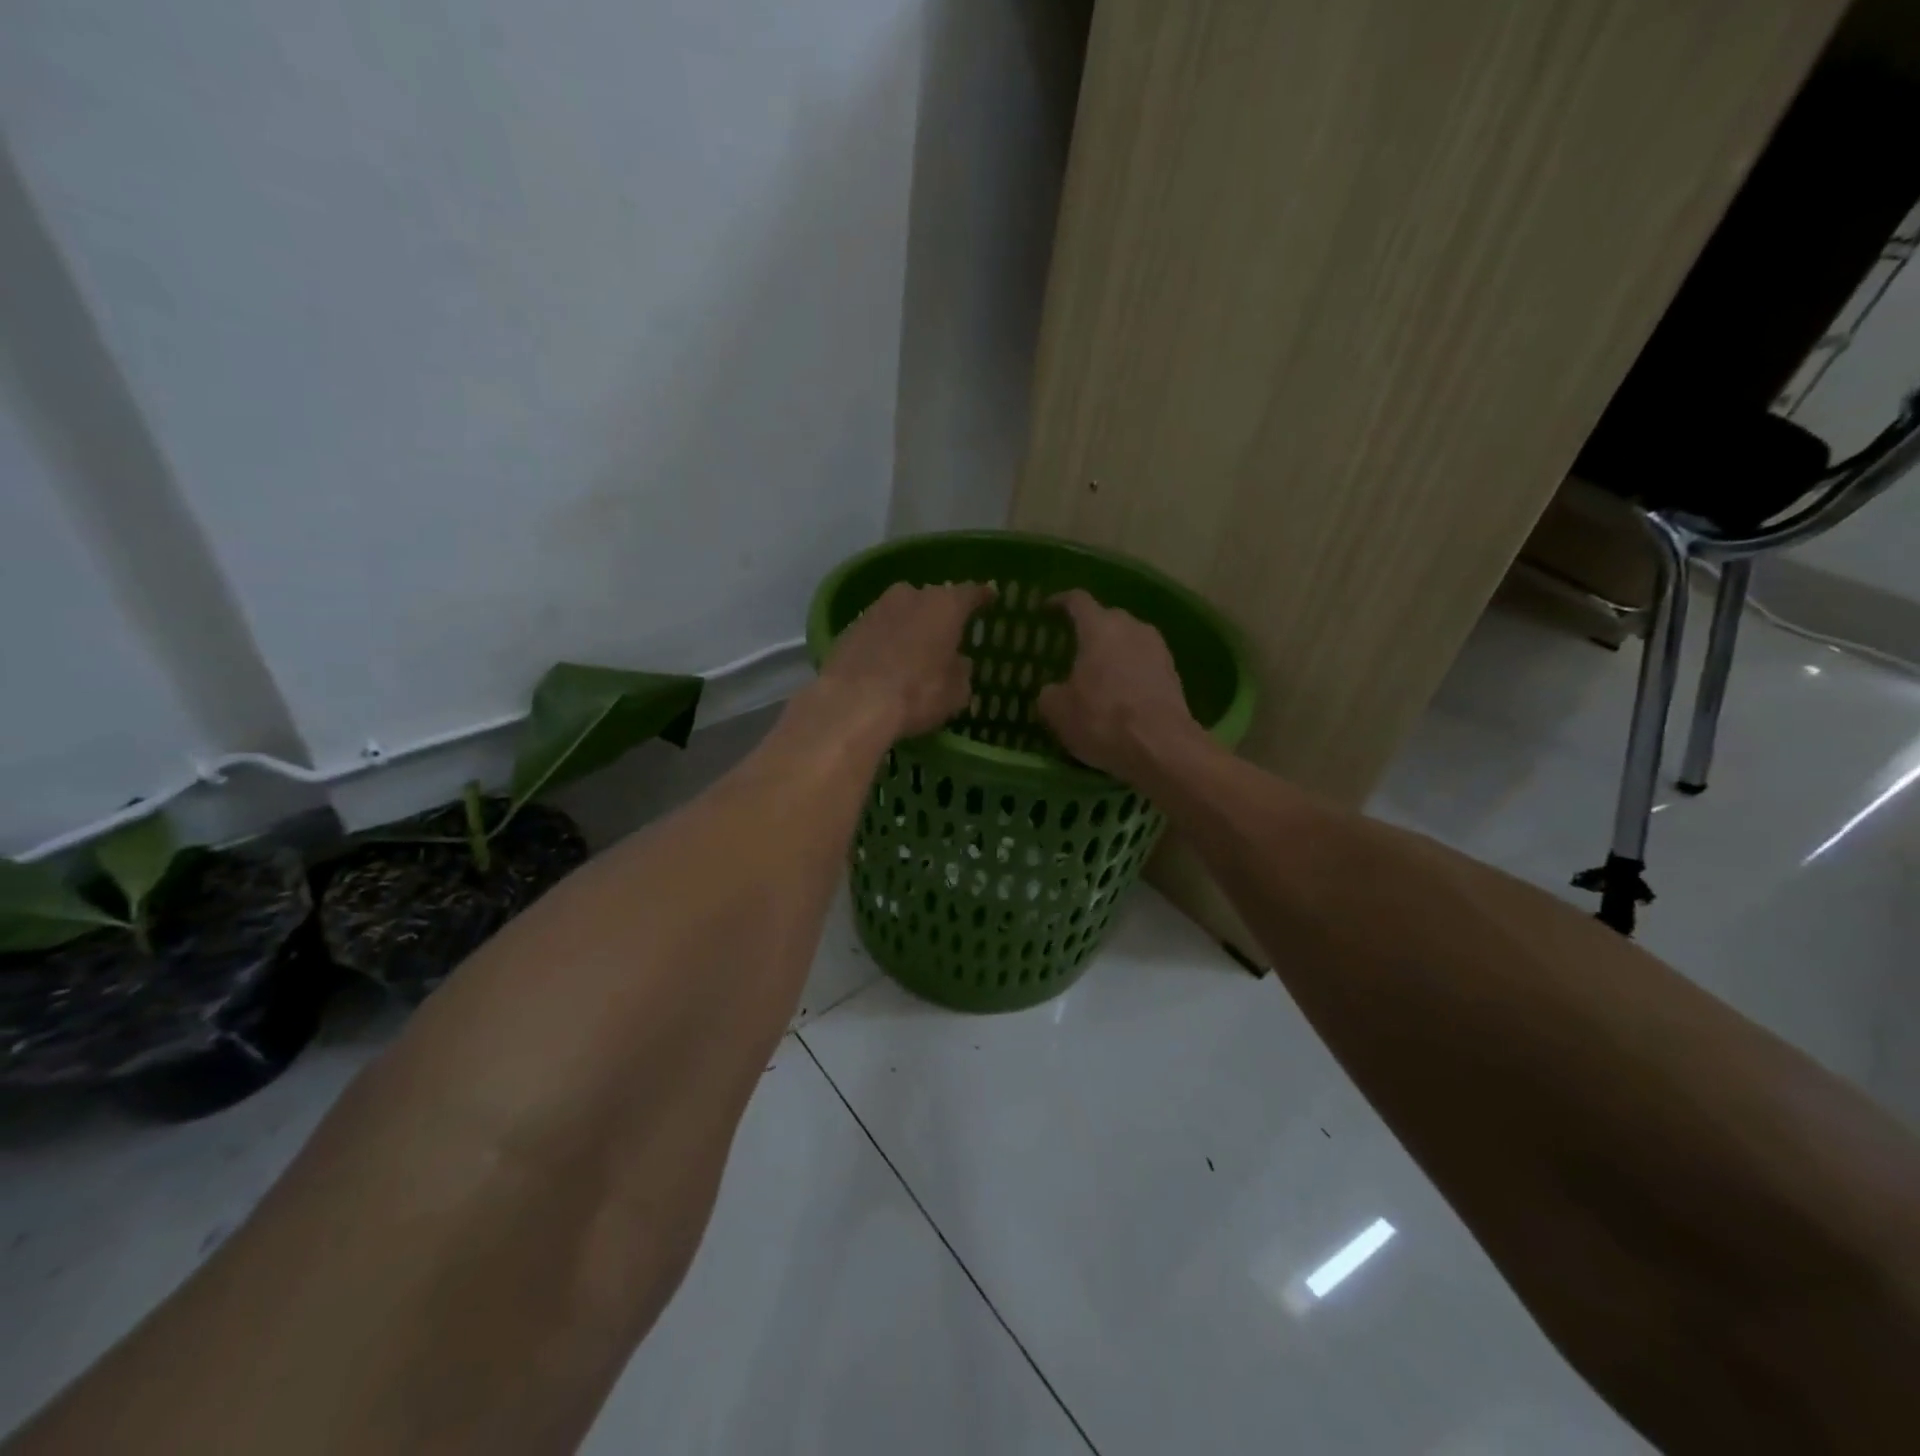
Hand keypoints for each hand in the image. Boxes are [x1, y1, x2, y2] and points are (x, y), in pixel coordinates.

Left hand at [818, 581, 993, 741]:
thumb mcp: (956, 692)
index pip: (970, 593)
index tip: (989, 597)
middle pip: (931, 600)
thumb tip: (958, 662)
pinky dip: (885, 641)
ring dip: (909, 627)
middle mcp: (910, 596)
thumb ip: (961, 671)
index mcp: (945, 606)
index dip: (981, 597)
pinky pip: (878, 630)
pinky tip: (886, 662)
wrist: (853, 703)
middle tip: (947, 633)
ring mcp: (875, 609)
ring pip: (901, 612)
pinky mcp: (849, 628)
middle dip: (940, 614)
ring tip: (915, 650)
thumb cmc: (917, 694)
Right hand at [1036, 590, 1202, 776]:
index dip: (1059, 602)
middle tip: (1073, 648)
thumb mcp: (1058, 711)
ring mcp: (1158, 650)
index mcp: (1099, 628)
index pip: (1077, 601)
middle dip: (1090, 629)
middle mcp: (1132, 628)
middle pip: (1107, 618)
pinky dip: (1130, 671)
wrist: (1161, 747)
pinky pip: (1144, 663)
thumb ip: (1049, 693)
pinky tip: (1121, 692)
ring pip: (1129, 640)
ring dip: (1113, 652)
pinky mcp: (1173, 674)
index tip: (1047, 610)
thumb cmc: (1102, 719)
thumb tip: (1053, 691)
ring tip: (1098, 672)